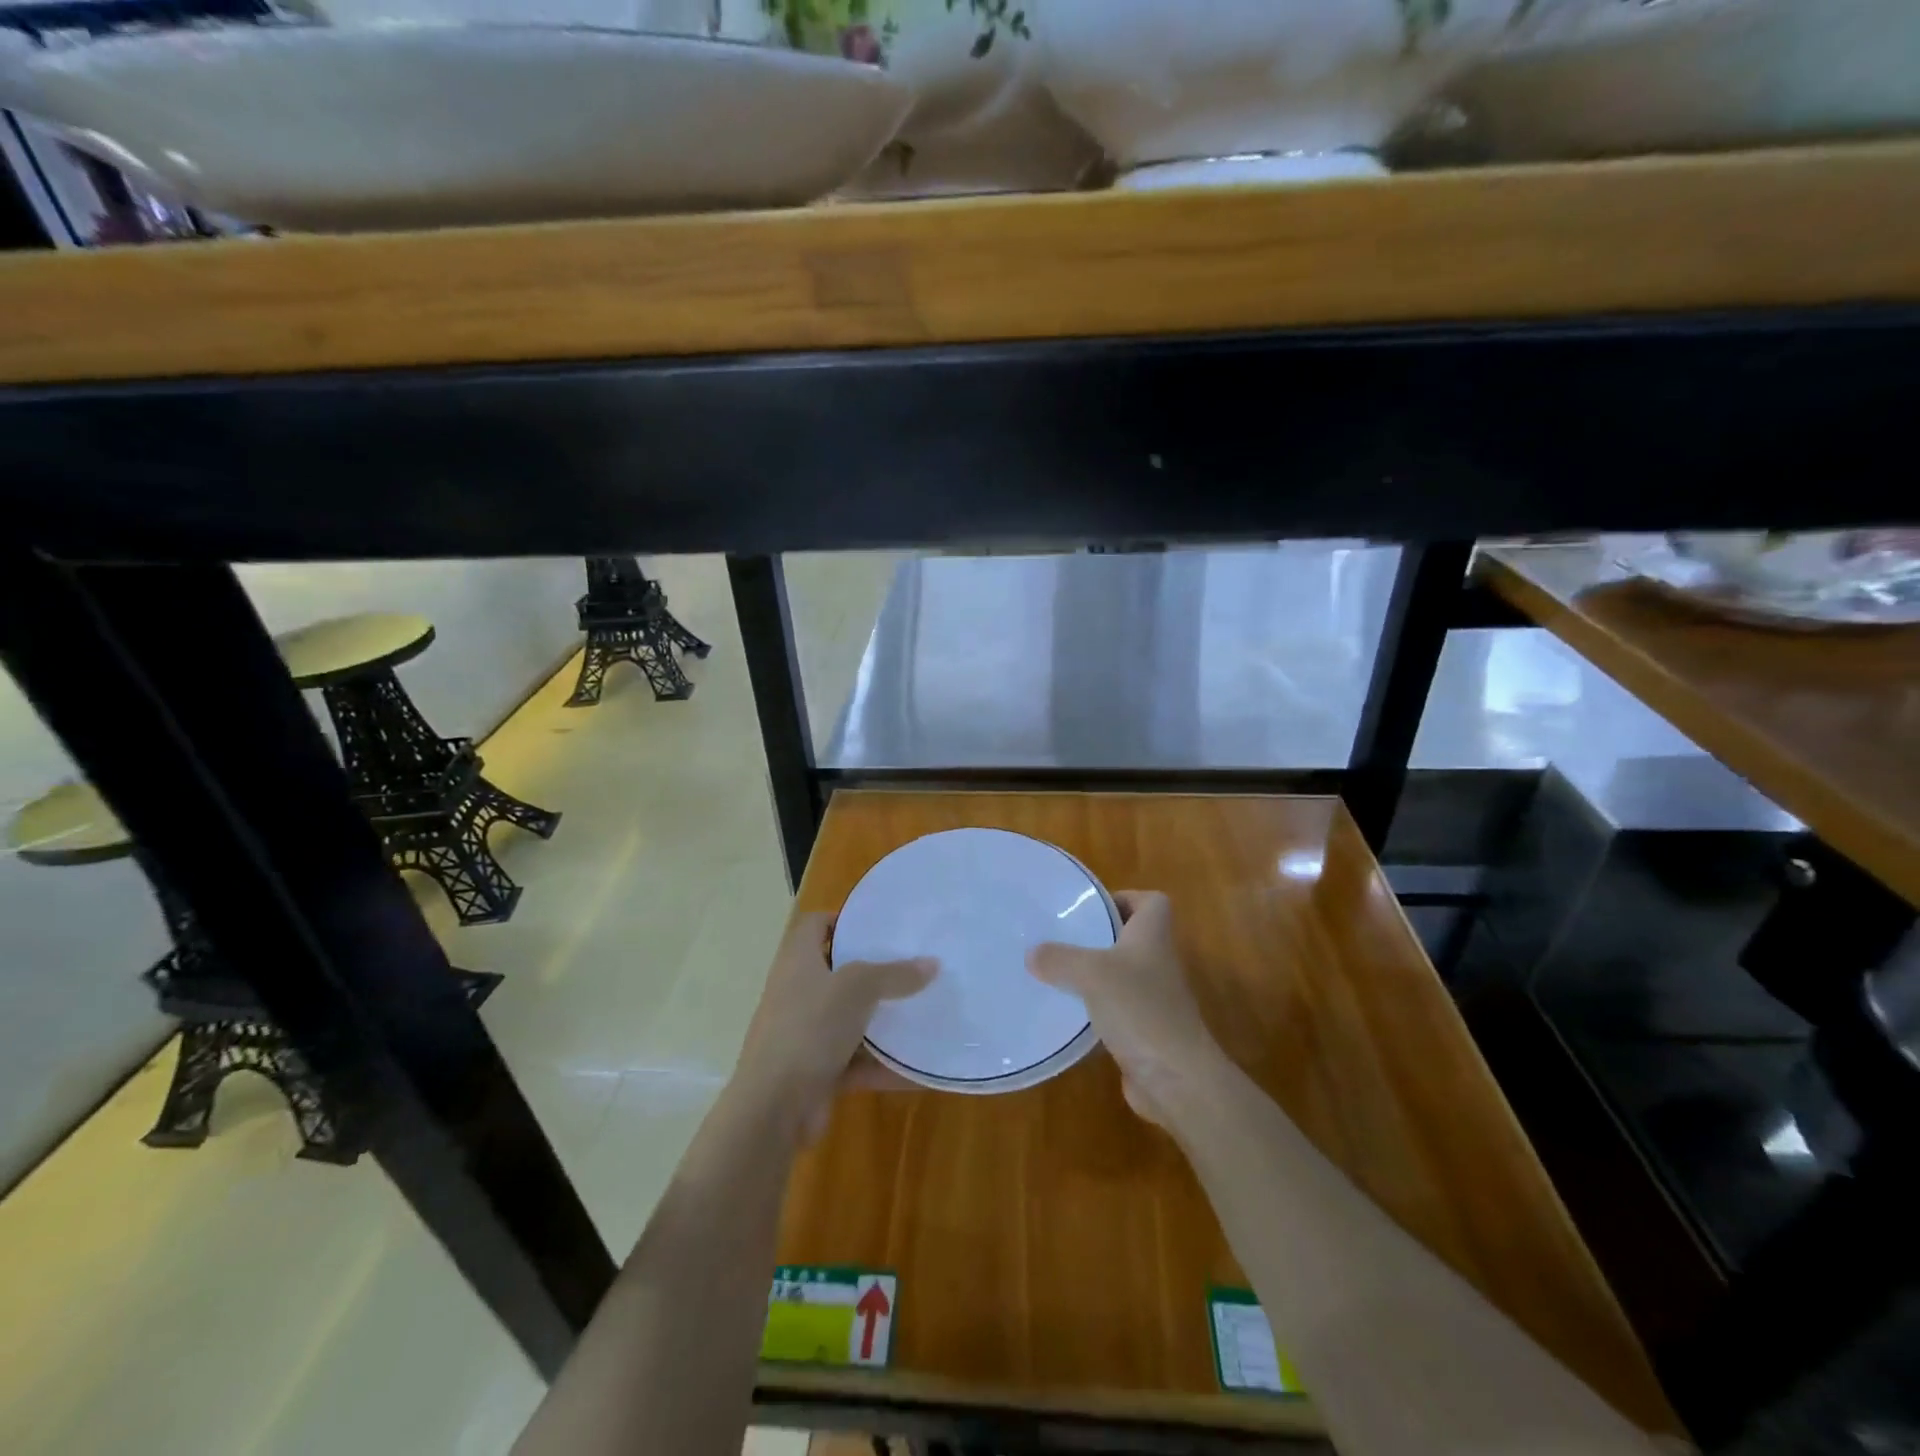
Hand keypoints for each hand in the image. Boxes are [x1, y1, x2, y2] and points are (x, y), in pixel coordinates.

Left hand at [732, 911, 935, 1144]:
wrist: (774, 1107)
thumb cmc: (810, 1028)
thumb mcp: (858, 989)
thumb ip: (895, 975)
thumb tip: (931, 963)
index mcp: (798, 962)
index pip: (814, 926)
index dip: (841, 920)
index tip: (876, 926)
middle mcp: (797, 993)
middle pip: (836, 972)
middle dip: (872, 971)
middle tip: (910, 965)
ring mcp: (805, 1034)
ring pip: (848, 1019)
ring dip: (880, 1020)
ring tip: (921, 1010)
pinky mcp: (816, 1072)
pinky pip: (856, 1061)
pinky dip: (883, 1064)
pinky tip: (918, 1067)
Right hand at [1027, 891, 1226, 1128]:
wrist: (1177, 1079)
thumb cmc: (1141, 1010)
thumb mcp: (1092, 974)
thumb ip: (1060, 959)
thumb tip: (1032, 953)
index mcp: (1152, 936)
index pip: (1151, 902)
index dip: (1124, 897)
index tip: (1090, 907)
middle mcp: (1156, 962)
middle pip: (1129, 937)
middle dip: (1095, 935)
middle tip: (1058, 936)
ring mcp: (1152, 999)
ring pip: (1118, 975)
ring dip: (1090, 974)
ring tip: (1052, 972)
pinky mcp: (1143, 1031)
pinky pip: (1113, 1009)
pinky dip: (1091, 1009)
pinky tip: (1063, 1014)